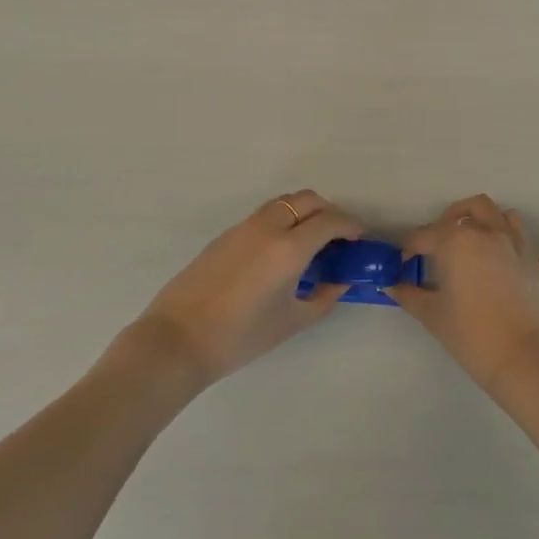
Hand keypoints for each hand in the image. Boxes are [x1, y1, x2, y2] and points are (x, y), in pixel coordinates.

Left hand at [130, 191, 362, 386]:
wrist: (178, 339)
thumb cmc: (241, 336)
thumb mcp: (292, 321)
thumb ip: (324, 296)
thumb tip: (340, 279)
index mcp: (289, 247)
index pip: (329, 221)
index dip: (350, 225)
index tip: (359, 238)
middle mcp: (269, 226)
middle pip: (307, 200)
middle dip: (328, 212)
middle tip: (337, 237)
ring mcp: (244, 226)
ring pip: (283, 202)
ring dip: (303, 212)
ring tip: (309, 241)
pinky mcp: (227, 234)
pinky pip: (264, 215)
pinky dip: (282, 220)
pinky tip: (279, 251)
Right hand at [388, 194, 538, 393]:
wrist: (521, 357)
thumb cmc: (470, 335)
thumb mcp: (432, 315)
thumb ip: (408, 295)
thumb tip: (390, 285)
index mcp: (454, 242)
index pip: (423, 236)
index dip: (409, 248)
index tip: (404, 262)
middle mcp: (482, 231)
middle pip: (459, 213)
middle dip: (443, 223)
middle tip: (435, 246)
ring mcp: (509, 239)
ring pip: (489, 210)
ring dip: (474, 217)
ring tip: (467, 238)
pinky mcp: (528, 253)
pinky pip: (513, 226)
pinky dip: (501, 228)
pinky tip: (493, 251)